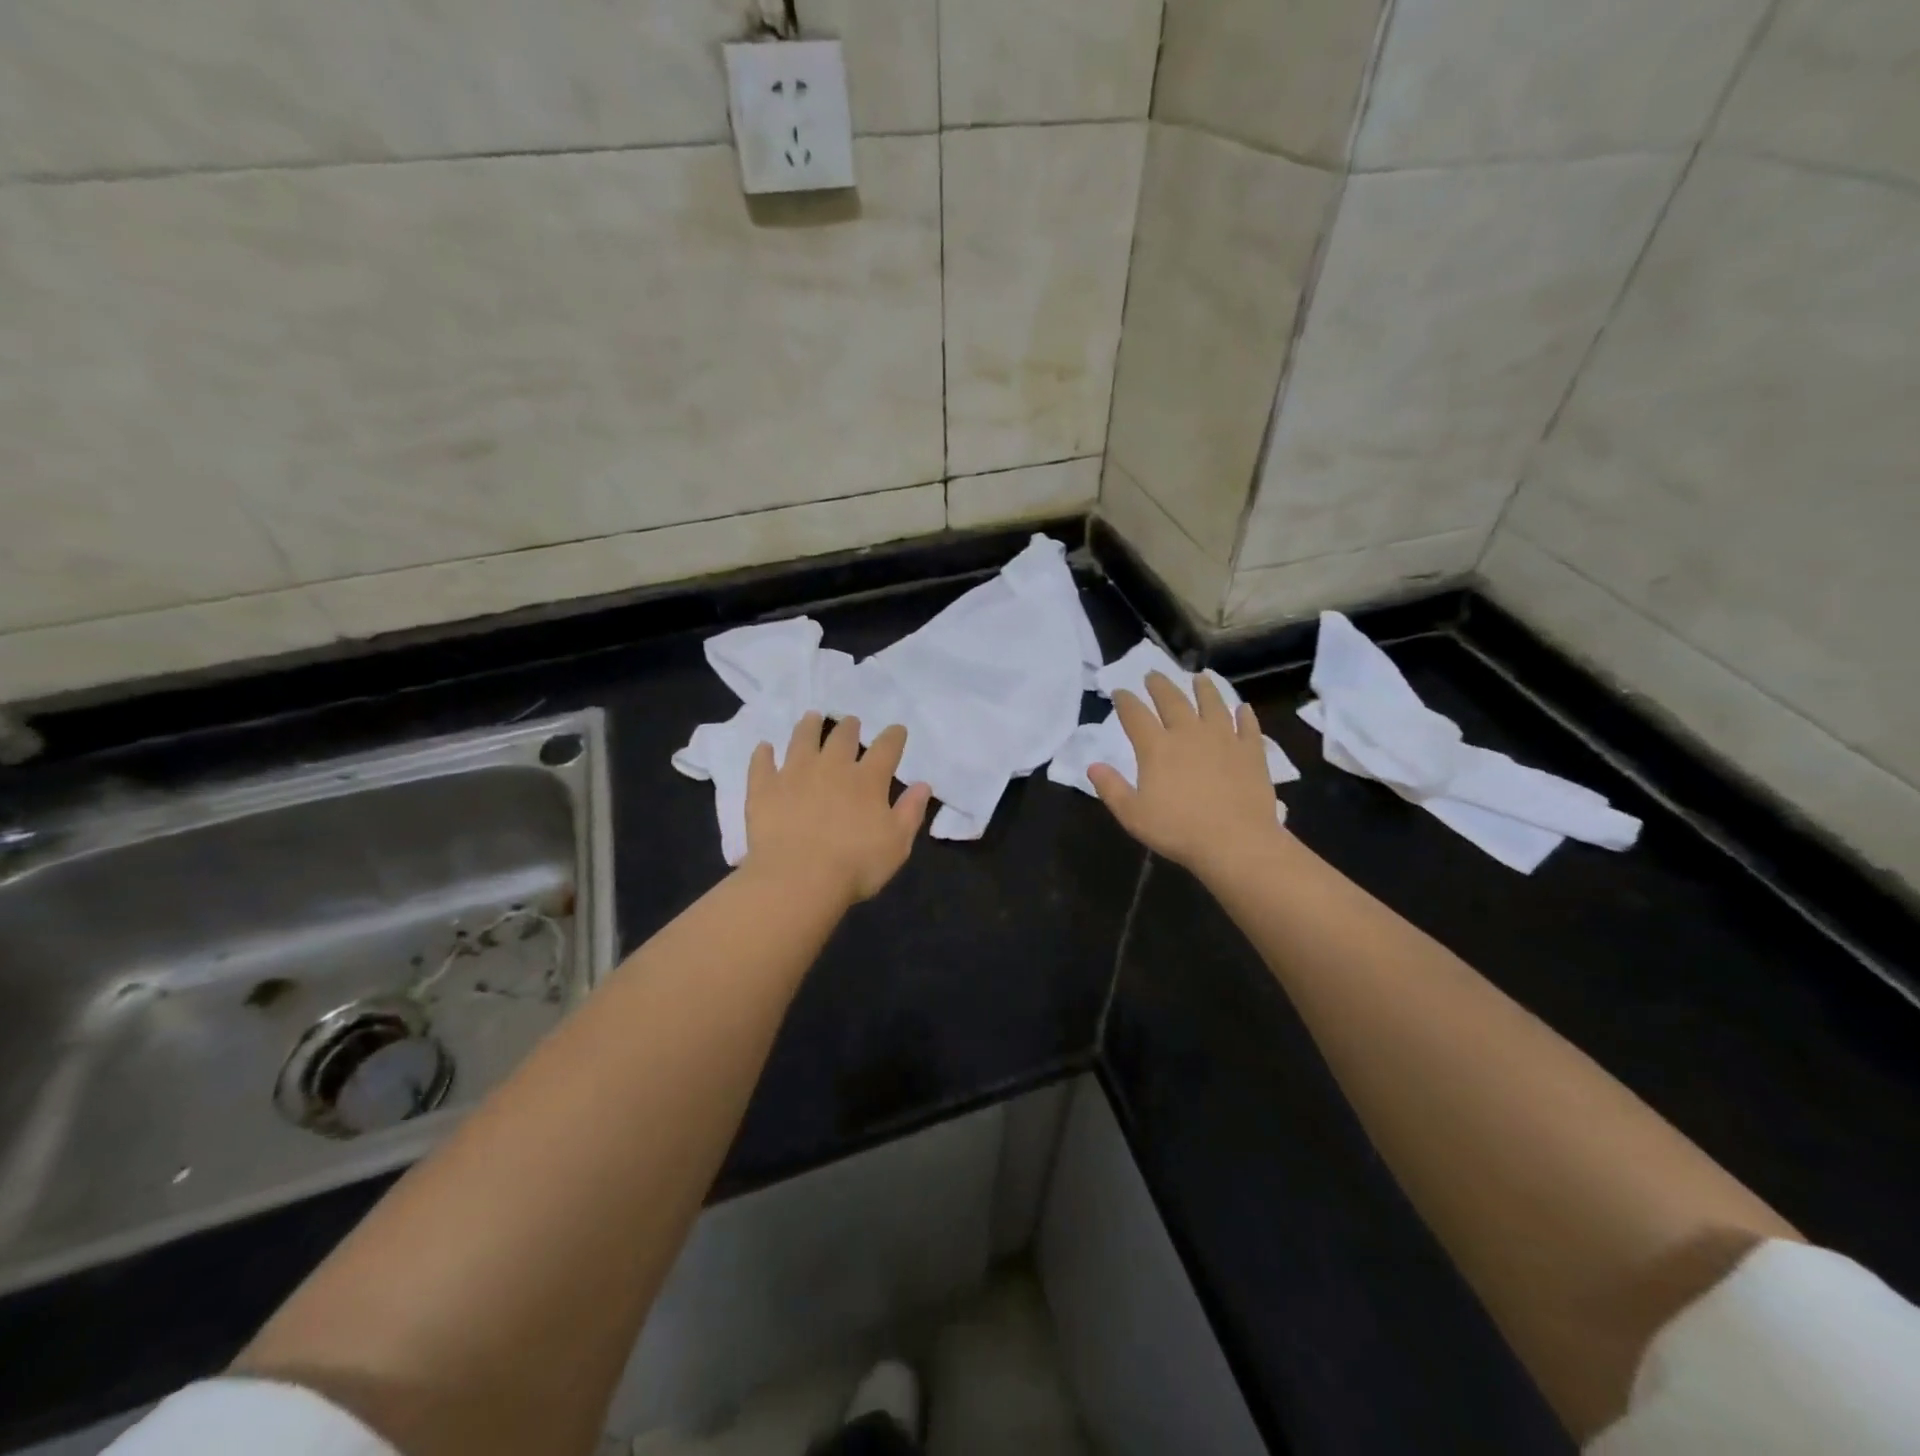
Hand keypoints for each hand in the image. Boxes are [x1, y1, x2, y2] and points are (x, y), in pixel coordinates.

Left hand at [744, 714, 931, 905]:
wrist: (798, 880)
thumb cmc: (855, 865)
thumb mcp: (897, 844)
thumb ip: (910, 812)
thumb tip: (923, 785)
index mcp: (867, 780)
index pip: (886, 748)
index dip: (894, 736)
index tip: (897, 730)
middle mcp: (831, 767)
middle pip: (842, 737)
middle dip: (850, 727)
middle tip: (851, 722)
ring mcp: (794, 774)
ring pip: (802, 740)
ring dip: (808, 726)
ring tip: (811, 717)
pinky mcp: (764, 789)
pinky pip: (762, 764)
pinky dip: (763, 754)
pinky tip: (764, 748)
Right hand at [1088, 672, 1283, 880]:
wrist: (1236, 842)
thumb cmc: (1178, 830)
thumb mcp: (1133, 814)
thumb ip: (1110, 788)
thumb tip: (1092, 766)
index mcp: (1156, 747)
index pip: (1135, 715)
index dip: (1125, 701)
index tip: (1119, 691)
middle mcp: (1189, 733)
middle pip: (1172, 701)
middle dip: (1160, 685)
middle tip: (1153, 674)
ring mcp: (1224, 739)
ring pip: (1212, 704)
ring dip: (1204, 689)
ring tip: (1200, 678)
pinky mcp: (1252, 752)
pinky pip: (1248, 727)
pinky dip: (1245, 715)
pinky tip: (1243, 708)